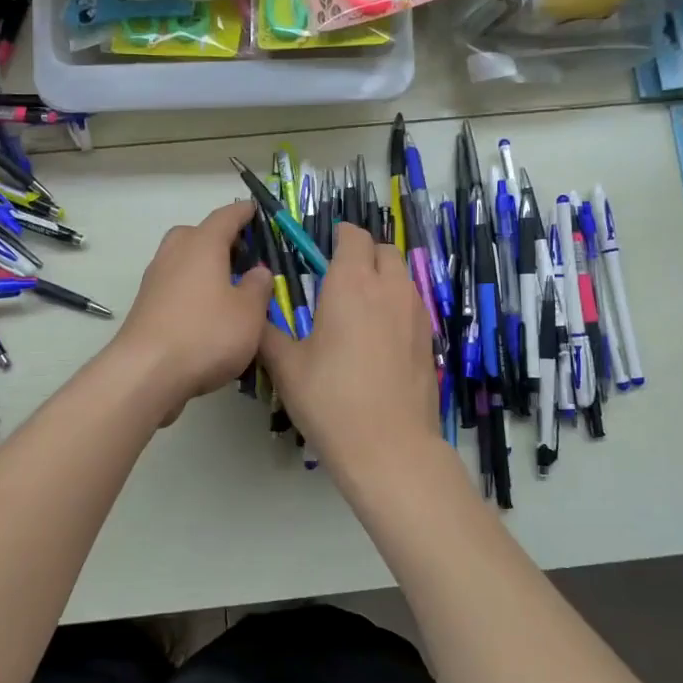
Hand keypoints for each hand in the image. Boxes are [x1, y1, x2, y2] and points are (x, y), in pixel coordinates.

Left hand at [114, 200, 271, 425]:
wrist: (146, 372)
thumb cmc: (206, 334)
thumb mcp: (249, 313)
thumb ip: (258, 287)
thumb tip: (258, 271)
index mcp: (203, 244)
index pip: (226, 216)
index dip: (244, 213)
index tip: (257, 211)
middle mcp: (175, 253)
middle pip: (198, 234)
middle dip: (221, 240)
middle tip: (245, 257)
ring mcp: (155, 279)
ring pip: (184, 260)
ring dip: (205, 267)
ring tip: (229, 288)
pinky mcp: (146, 305)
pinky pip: (175, 285)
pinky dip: (192, 289)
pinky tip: (207, 313)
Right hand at [258, 223, 439, 480]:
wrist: (389, 446)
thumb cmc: (331, 401)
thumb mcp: (286, 367)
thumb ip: (267, 333)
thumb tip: (253, 315)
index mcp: (352, 284)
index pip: (353, 236)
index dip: (339, 235)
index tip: (323, 248)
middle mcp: (389, 288)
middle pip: (384, 249)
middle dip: (363, 253)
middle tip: (339, 276)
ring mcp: (416, 312)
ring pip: (402, 275)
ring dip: (383, 276)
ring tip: (360, 305)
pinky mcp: (429, 338)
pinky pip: (413, 303)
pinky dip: (396, 303)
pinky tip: (380, 335)